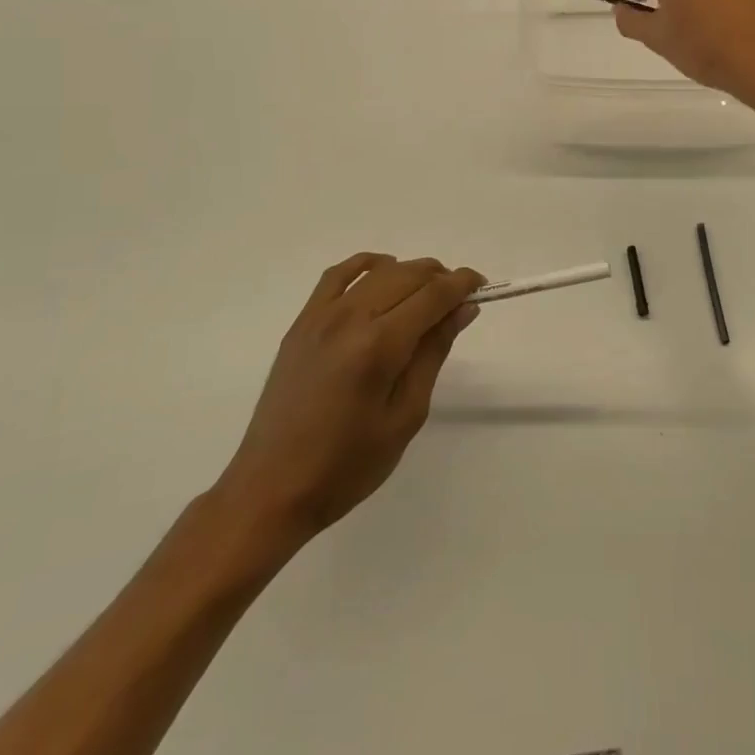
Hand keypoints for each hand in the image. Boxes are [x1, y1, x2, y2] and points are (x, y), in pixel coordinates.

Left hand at [212, 254, 483, 555]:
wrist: (272, 489)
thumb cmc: (348, 465)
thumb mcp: (406, 415)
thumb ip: (434, 353)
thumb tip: (463, 309)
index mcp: (379, 346)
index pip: (433, 295)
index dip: (463, 284)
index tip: (482, 286)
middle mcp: (350, 319)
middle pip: (408, 275)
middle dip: (441, 278)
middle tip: (459, 300)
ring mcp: (321, 317)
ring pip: (378, 271)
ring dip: (410, 272)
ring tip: (427, 292)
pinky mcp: (302, 323)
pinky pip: (337, 275)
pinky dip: (366, 265)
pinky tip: (382, 271)